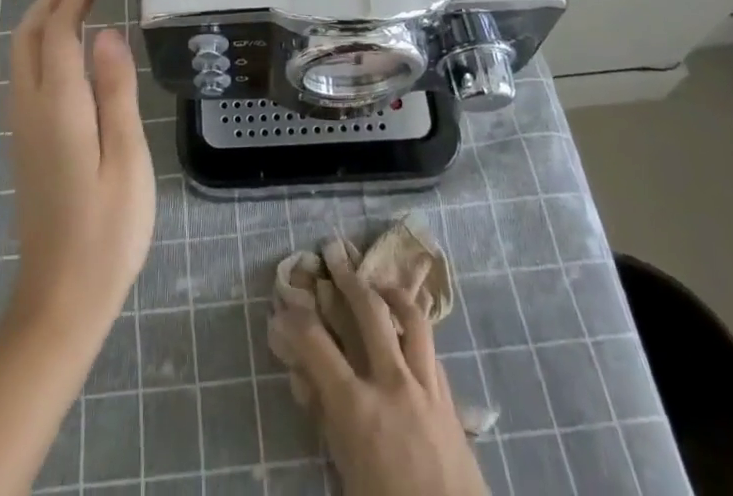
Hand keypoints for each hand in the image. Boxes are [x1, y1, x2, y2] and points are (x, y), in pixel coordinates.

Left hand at [5, 0, 155, 337]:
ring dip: (41, 22)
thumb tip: (107, 32)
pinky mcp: (24, 145)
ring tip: (74, 6)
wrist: (60, 298)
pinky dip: (40, 47)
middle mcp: (30, 109)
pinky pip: (23, 76)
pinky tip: (64, 54)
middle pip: (26, 38)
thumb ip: (116, 91)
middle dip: (50, 2)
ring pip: (20, 57)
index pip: (57, 33)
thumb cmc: (108, 229)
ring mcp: (21, 128)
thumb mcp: (127, 157)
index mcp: (59, 106)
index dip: (74, 0)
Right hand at [270, 239, 488, 495]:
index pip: (315, 344)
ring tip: (379, 283)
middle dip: (347, 279)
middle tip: (334, 258)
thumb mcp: (345, 473)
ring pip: (412, 318)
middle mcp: (392, 383)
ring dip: (392, 293)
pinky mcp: (450, 399)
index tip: (282, 306)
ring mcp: (426, 387)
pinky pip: (432, 351)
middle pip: (369, 311)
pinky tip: (408, 333)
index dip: (294, 319)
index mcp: (357, 407)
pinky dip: (416, 334)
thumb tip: (305, 377)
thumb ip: (326, 420)